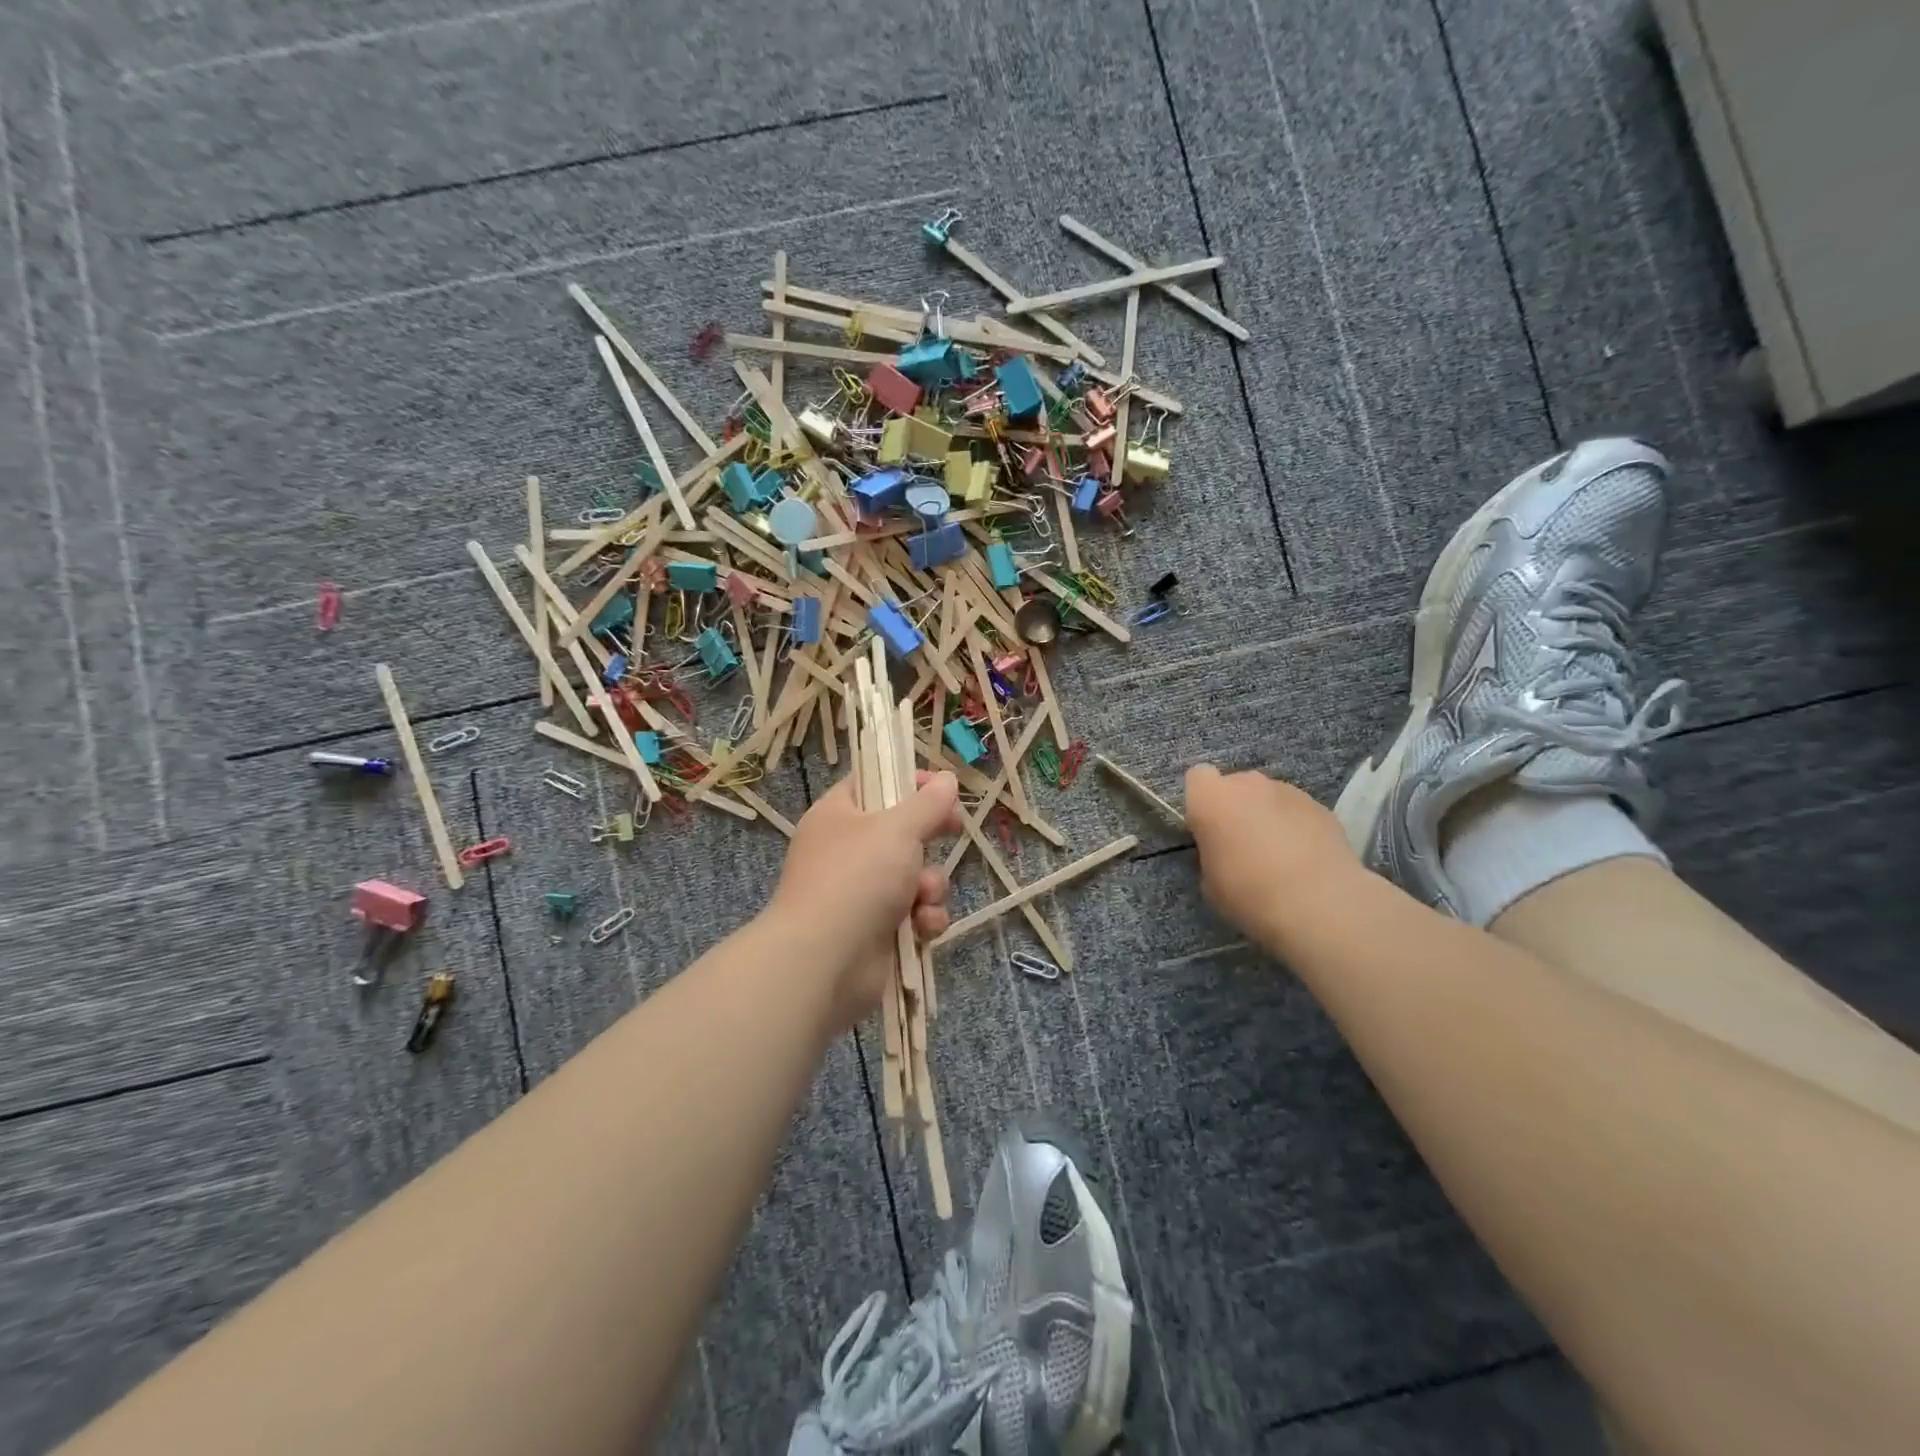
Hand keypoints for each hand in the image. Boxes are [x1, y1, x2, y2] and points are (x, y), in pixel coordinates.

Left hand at [767, 770, 961, 1030]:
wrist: (825, 961)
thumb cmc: (857, 878)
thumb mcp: (898, 829)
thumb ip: (927, 803)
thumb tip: (946, 778)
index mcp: (838, 815)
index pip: (873, 783)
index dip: (907, 781)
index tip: (941, 786)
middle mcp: (847, 850)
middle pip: (901, 831)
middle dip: (930, 836)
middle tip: (953, 829)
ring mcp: (861, 892)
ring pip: (915, 875)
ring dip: (930, 885)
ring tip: (922, 896)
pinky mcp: (877, 929)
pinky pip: (914, 912)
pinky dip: (924, 918)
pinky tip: (922, 927)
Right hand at [1184, 764, 1360, 948]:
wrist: (1318, 904)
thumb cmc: (1249, 893)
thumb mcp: (1210, 882)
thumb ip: (1211, 854)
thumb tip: (1223, 851)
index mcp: (1211, 798)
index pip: (1197, 777)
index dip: (1201, 801)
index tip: (1207, 829)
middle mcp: (1248, 784)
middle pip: (1236, 785)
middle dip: (1236, 807)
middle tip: (1242, 845)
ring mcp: (1288, 791)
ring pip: (1269, 797)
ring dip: (1268, 816)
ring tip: (1280, 855)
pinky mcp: (1321, 806)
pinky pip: (1297, 811)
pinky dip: (1297, 827)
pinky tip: (1305, 860)